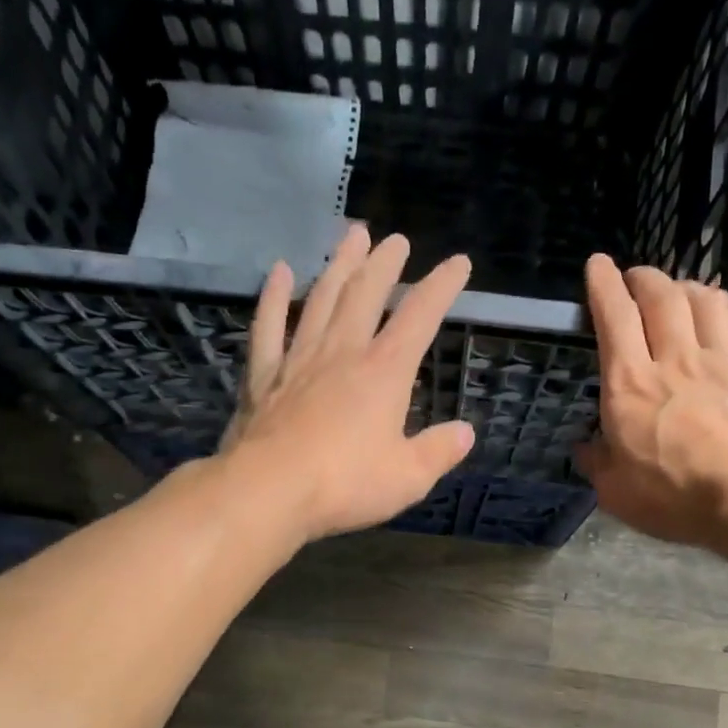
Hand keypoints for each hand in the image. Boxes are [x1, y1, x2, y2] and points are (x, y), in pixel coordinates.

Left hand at [220, 225, 475, 542]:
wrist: (268, 491)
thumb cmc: (345, 484)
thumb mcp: (407, 477)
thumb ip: (438, 452)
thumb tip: (464, 432)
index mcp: (384, 372)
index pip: (420, 317)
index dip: (441, 287)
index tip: (457, 263)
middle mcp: (342, 353)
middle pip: (365, 295)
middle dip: (384, 264)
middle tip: (395, 240)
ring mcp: (298, 360)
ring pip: (321, 299)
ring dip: (339, 266)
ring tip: (351, 236)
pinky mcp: (263, 376)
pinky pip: (268, 327)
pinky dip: (273, 297)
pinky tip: (278, 272)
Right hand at [575, 256, 727, 556]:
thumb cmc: (678, 498)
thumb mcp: (617, 493)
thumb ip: (598, 464)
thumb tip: (586, 447)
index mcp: (629, 386)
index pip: (613, 317)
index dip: (603, 285)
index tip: (597, 265)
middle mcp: (673, 359)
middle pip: (660, 296)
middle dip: (642, 278)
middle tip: (634, 277)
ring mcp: (721, 360)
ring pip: (701, 300)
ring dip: (683, 285)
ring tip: (674, 290)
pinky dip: (723, 303)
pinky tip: (718, 305)